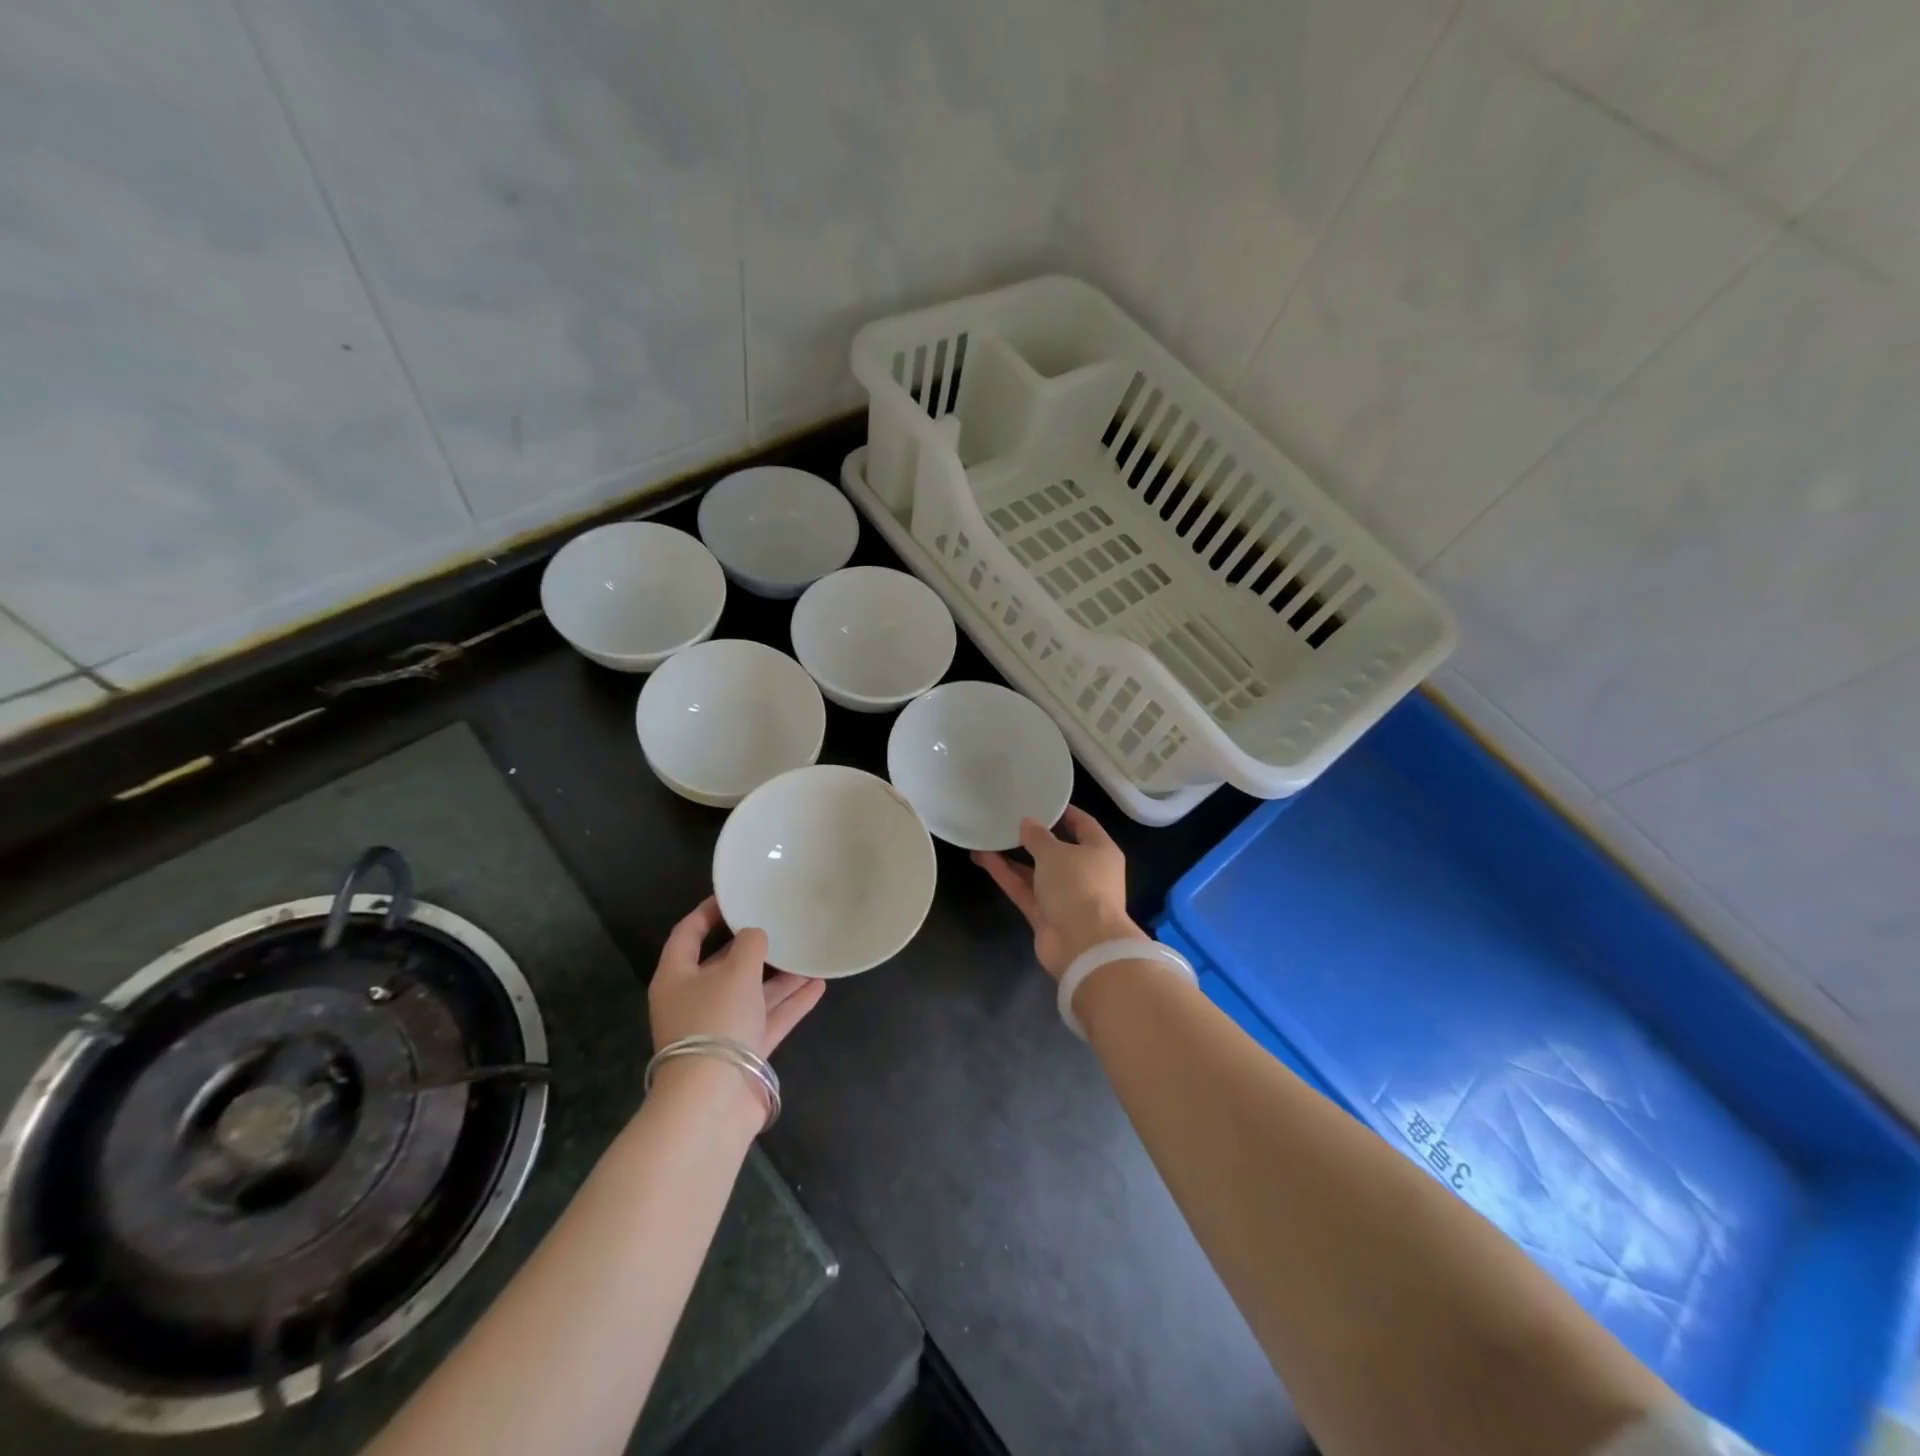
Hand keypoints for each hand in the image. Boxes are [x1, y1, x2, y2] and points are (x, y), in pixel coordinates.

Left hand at [649, 898, 824, 1057]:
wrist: (713, 1101)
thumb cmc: (716, 1021)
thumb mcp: (735, 971)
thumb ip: (750, 945)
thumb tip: (755, 935)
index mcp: (677, 977)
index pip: (688, 934)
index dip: (709, 912)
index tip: (734, 895)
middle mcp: (695, 1000)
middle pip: (723, 965)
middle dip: (752, 946)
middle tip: (779, 923)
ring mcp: (720, 1028)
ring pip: (752, 993)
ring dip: (779, 976)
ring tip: (808, 952)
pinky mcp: (743, 1052)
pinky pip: (769, 1018)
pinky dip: (791, 1003)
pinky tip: (818, 985)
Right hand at [972, 805, 1140, 979]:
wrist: (1082, 945)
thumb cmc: (1078, 886)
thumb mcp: (1056, 852)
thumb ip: (1038, 836)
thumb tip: (1027, 823)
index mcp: (1100, 852)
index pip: (1083, 824)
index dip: (1063, 812)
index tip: (1041, 800)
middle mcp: (1085, 873)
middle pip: (1057, 850)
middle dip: (1033, 837)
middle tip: (1009, 819)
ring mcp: (1065, 896)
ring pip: (1036, 871)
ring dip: (1013, 856)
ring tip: (987, 836)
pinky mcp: (1045, 915)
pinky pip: (1024, 889)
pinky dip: (1006, 874)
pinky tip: (983, 857)